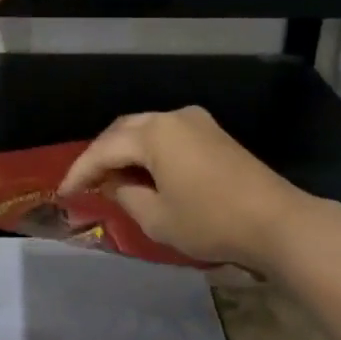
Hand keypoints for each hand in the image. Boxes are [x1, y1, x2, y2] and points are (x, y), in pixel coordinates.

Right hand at [58, 107, 324, 270]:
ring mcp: (197, 123)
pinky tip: (145, 172)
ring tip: (111, 177)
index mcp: (155, 133)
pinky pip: (169, 136)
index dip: (81, 171)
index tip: (63, 192)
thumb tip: (116, 185)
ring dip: (126, 151)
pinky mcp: (214, 134)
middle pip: (124, 130)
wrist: (277, 221)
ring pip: (147, 130)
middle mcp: (173, 117)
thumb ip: (127, 197)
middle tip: (85, 181)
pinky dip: (150, 151)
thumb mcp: (158, 218)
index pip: (105, 149)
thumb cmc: (211, 221)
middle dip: (101, 155)